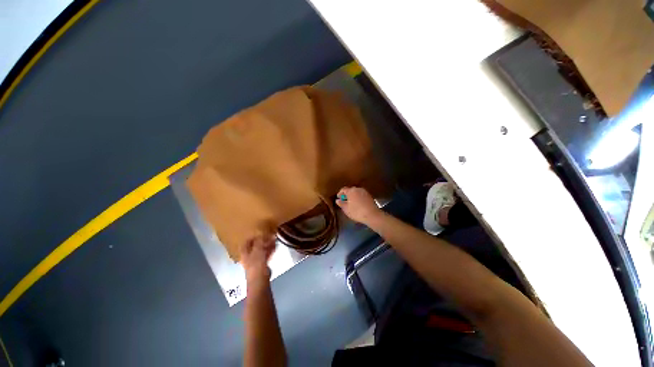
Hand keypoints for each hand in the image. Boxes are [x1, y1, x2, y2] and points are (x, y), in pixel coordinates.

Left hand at [240, 235, 275, 281]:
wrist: (260, 279)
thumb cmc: (256, 264)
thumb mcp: (258, 249)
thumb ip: (260, 240)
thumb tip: (262, 233)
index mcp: (244, 252)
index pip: (246, 242)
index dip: (252, 236)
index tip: (259, 231)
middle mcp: (248, 256)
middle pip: (254, 245)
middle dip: (262, 240)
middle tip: (269, 234)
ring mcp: (255, 260)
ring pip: (261, 249)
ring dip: (267, 244)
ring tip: (274, 239)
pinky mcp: (262, 264)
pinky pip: (266, 254)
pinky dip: (270, 249)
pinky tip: (275, 246)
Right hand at [335, 187, 380, 223]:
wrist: (372, 215)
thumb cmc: (357, 212)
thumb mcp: (346, 209)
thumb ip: (341, 203)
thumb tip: (338, 200)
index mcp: (351, 191)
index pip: (343, 189)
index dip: (340, 193)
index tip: (338, 198)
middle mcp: (358, 189)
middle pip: (350, 190)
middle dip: (346, 195)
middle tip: (344, 201)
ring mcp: (364, 191)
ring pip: (356, 192)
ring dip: (353, 196)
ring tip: (351, 203)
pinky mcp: (369, 196)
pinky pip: (361, 195)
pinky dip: (358, 198)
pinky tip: (358, 204)